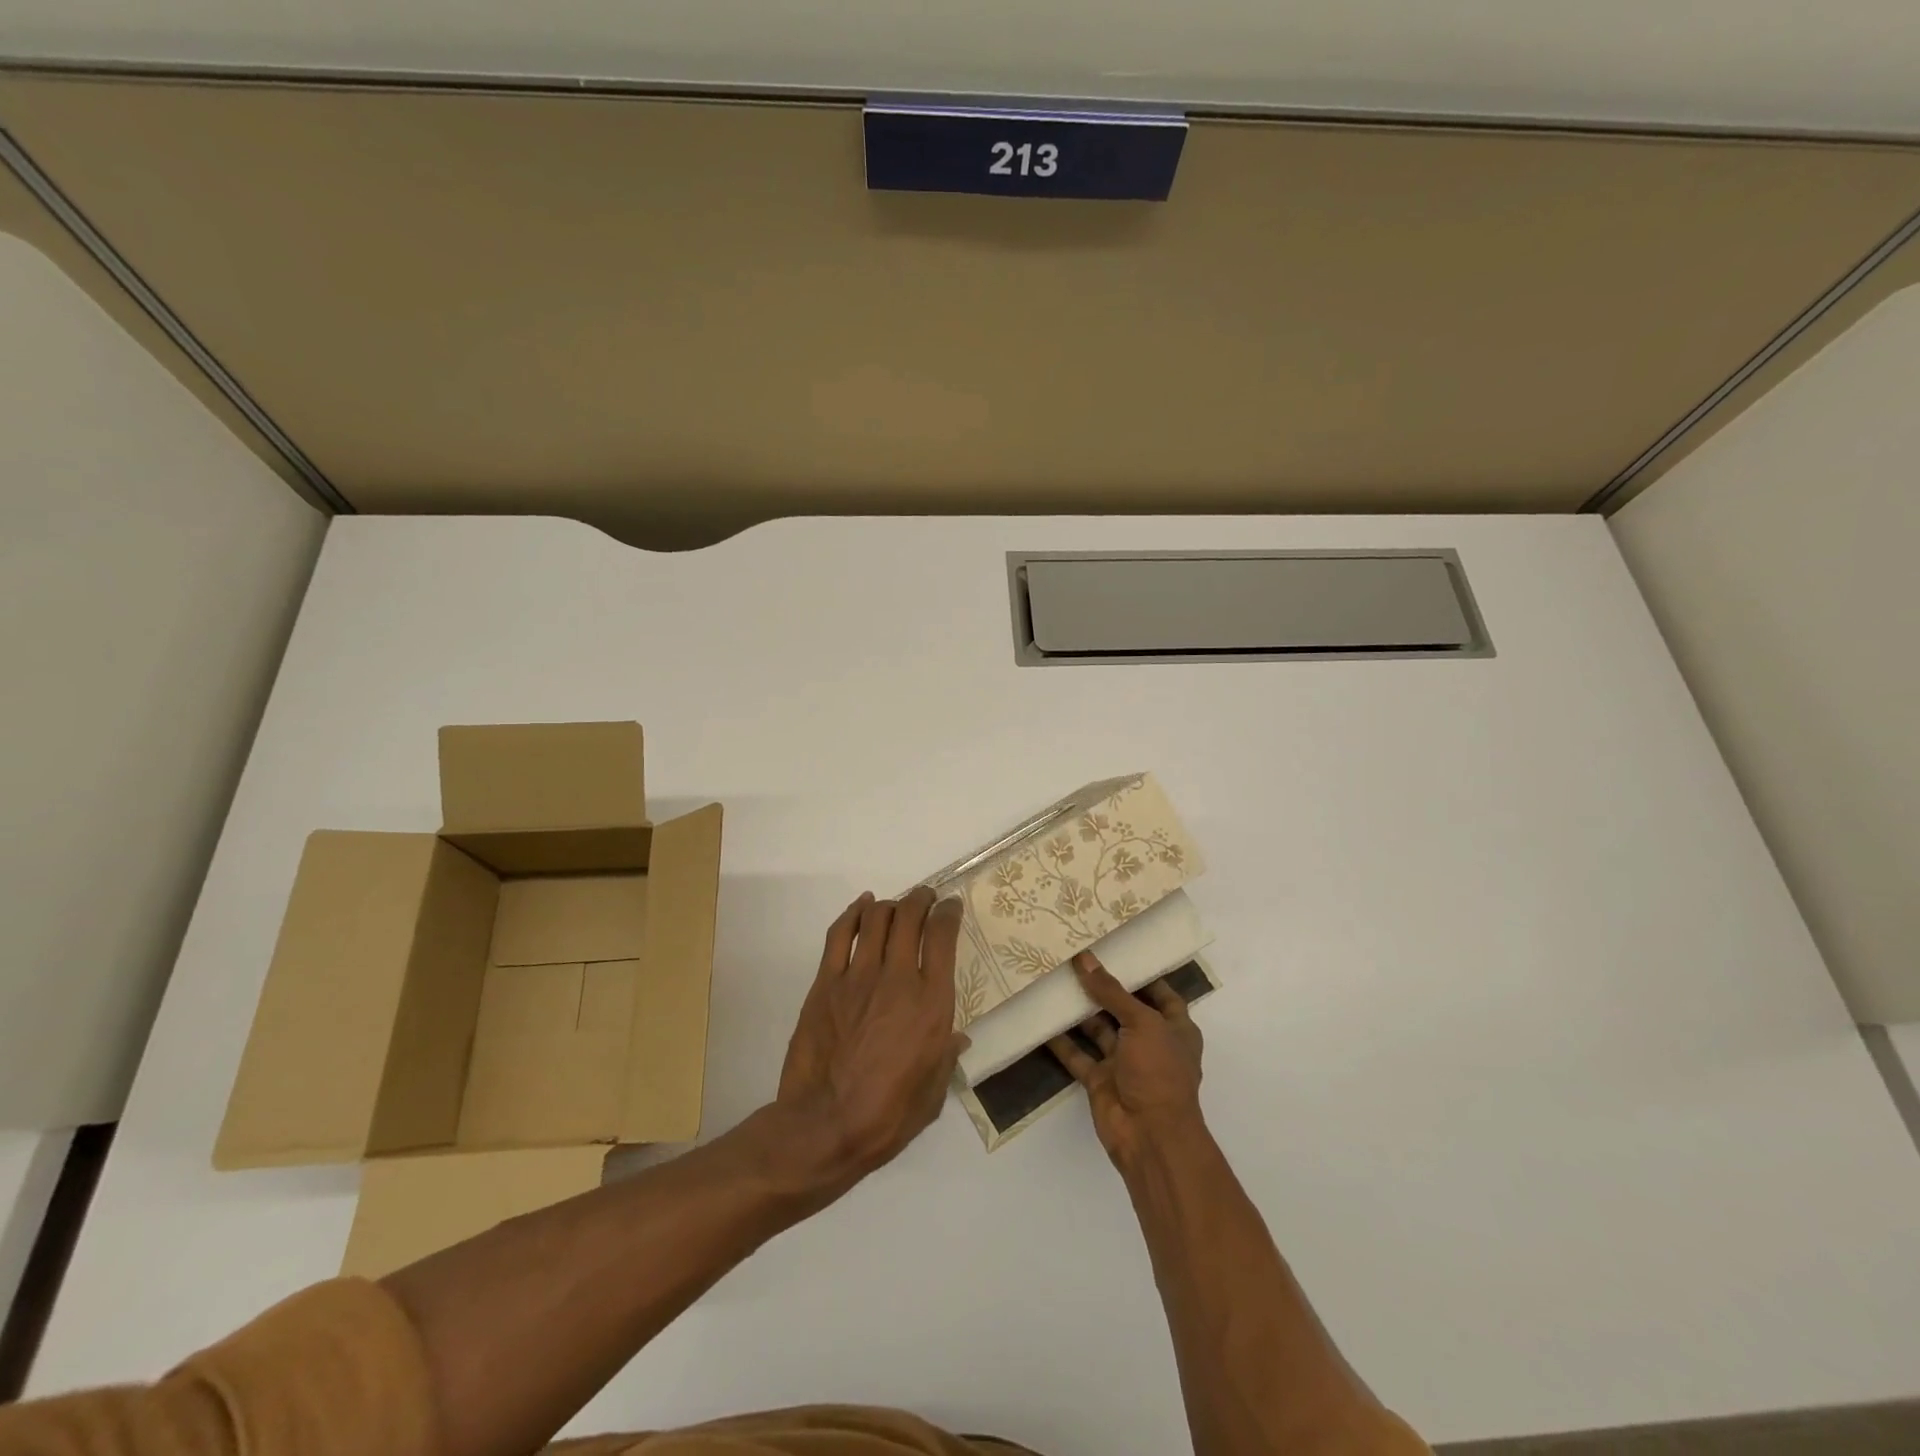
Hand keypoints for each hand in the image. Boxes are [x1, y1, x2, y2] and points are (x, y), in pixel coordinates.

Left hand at [776, 887, 967, 1187]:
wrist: (824, 1126)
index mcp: (931, 1003)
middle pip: (910, 916)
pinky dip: (854, 913)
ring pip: (877, 918)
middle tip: (926, 898)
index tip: (951, 907)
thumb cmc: (888, 1116)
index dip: (949, 913)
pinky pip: (841, 934)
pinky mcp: (826, 982)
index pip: (943, 936)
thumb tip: (957, 1040)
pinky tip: (862, 906)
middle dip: (921, 899)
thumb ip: (946, 1058)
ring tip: (896, 906)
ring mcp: (858, 977)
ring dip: (890, 904)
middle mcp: (898, 978)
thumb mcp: (933, 1093)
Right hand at [1048, 951, 1203, 1168]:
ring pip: (1098, 1030)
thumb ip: (1112, 992)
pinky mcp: (1100, 1080)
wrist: (1150, 1137)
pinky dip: (1062, 1042)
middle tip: (1075, 960)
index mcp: (1174, 1029)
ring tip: (1054, 981)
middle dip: (1103, 989)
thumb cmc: (1159, 1072)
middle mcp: (1150, 1043)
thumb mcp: (1142, 1023)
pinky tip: (1043, 1020)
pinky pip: (1078, 1056)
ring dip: (1079, 1011)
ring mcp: (1124, 1063)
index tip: (1116, 951)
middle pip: (1124, 1009)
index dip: (1142, 975)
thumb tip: (1085, 959)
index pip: (1161, 994)